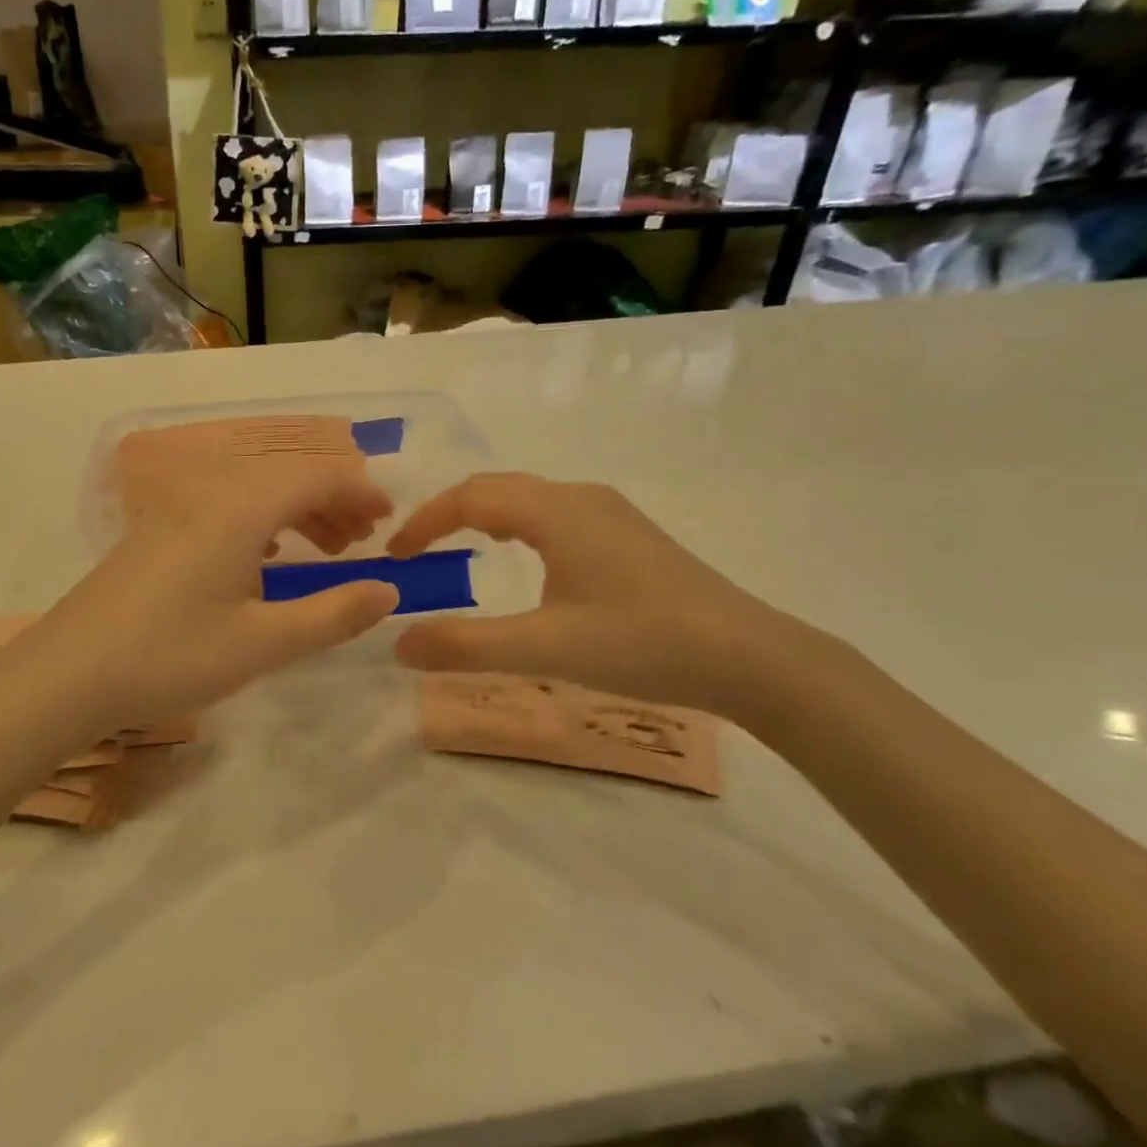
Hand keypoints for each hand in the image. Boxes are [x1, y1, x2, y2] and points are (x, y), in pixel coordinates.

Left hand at [21, 459, 399, 734]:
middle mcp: (209, 496)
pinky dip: (261, 523)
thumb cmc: (170, 656)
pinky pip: (224, 509)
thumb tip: (388, 590)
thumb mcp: (263, 644)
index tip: (389, 520)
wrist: (66, 674)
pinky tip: (265, 557)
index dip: (359, 492)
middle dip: (332, 503)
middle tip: (361, 543)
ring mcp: (176, 513)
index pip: (315, 477)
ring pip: (253, 493)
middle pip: (285, 478)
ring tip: (325, 551)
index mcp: (240, 510)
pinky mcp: (155, 535)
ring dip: (297, 513)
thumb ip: (332, 615)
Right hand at [386, 472, 793, 716]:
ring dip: (485, 516)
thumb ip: (465, 646)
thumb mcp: (543, 648)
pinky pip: (555, 514)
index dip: (425, 521)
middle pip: (498, 488)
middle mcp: (581, 497)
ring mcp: (610, 513)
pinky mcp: (629, 535)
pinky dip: (518, 527)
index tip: (395, 554)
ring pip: (529, 499)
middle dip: (450, 513)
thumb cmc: (641, 642)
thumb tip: (398, 643)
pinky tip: (526, 561)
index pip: (470, 496)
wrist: (750, 657)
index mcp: (556, 511)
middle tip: (418, 550)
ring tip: (459, 549)